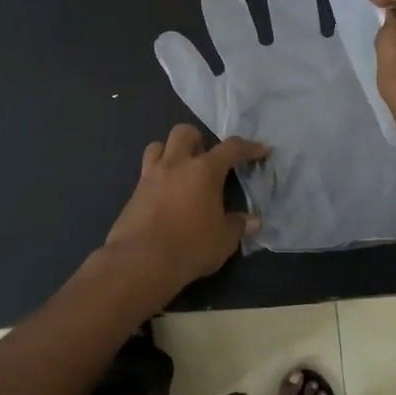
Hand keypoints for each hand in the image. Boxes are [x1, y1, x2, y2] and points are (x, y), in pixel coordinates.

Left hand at [104, 125, 268, 299]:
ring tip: (180, 171)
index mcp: (204, 170)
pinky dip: (157, 178)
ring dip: (170, 152)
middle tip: (206, 159)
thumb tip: (252, 221)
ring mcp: (150, 176)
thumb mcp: (223, 240)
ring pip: (157, 146)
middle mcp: (176, 165)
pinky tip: (164, 197)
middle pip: (185, 133)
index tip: (261, 150)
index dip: (249, 147)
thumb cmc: (190, 246)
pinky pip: (146, 173)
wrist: (141, 262)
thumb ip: (237, 225)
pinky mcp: (133, 193)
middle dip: (198, 140)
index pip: (231, 148)